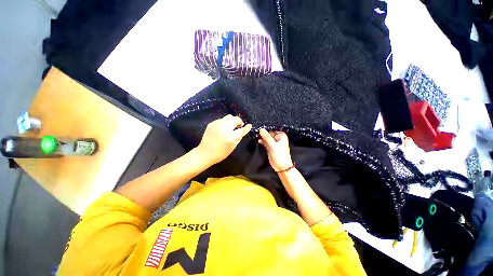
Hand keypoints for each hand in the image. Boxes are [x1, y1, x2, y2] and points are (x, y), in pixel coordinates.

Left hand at [196, 115, 251, 164]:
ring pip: (229, 117)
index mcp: (231, 136)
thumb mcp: (232, 147)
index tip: (249, 125)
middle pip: (236, 119)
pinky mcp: (212, 123)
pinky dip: (225, 123)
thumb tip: (242, 131)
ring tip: (231, 126)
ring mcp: (217, 124)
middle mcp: (225, 128)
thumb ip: (239, 138)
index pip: (242, 130)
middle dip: (239, 122)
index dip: (247, 127)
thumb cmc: (220, 153)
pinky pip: (221, 119)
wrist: (205, 153)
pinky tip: (223, 128)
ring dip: (232, 121)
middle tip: (239, 126)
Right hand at [258, 128, 293, 171]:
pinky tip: (259, 141)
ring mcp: (274, 143)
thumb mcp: (273, 145)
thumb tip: (261, 130)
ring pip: (267, 138)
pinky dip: (262, 141)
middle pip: (269, 133)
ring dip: (262, 137)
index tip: (260, 128)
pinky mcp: (270, 147)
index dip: (266, 129)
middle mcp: (278, 138)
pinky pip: (265, 142)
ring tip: (257, 136)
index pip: (272, 130)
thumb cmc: (280, 155)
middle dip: (263, 133)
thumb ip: (267, 137)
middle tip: (257, 132)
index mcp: (281, 136)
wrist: (281, 166)